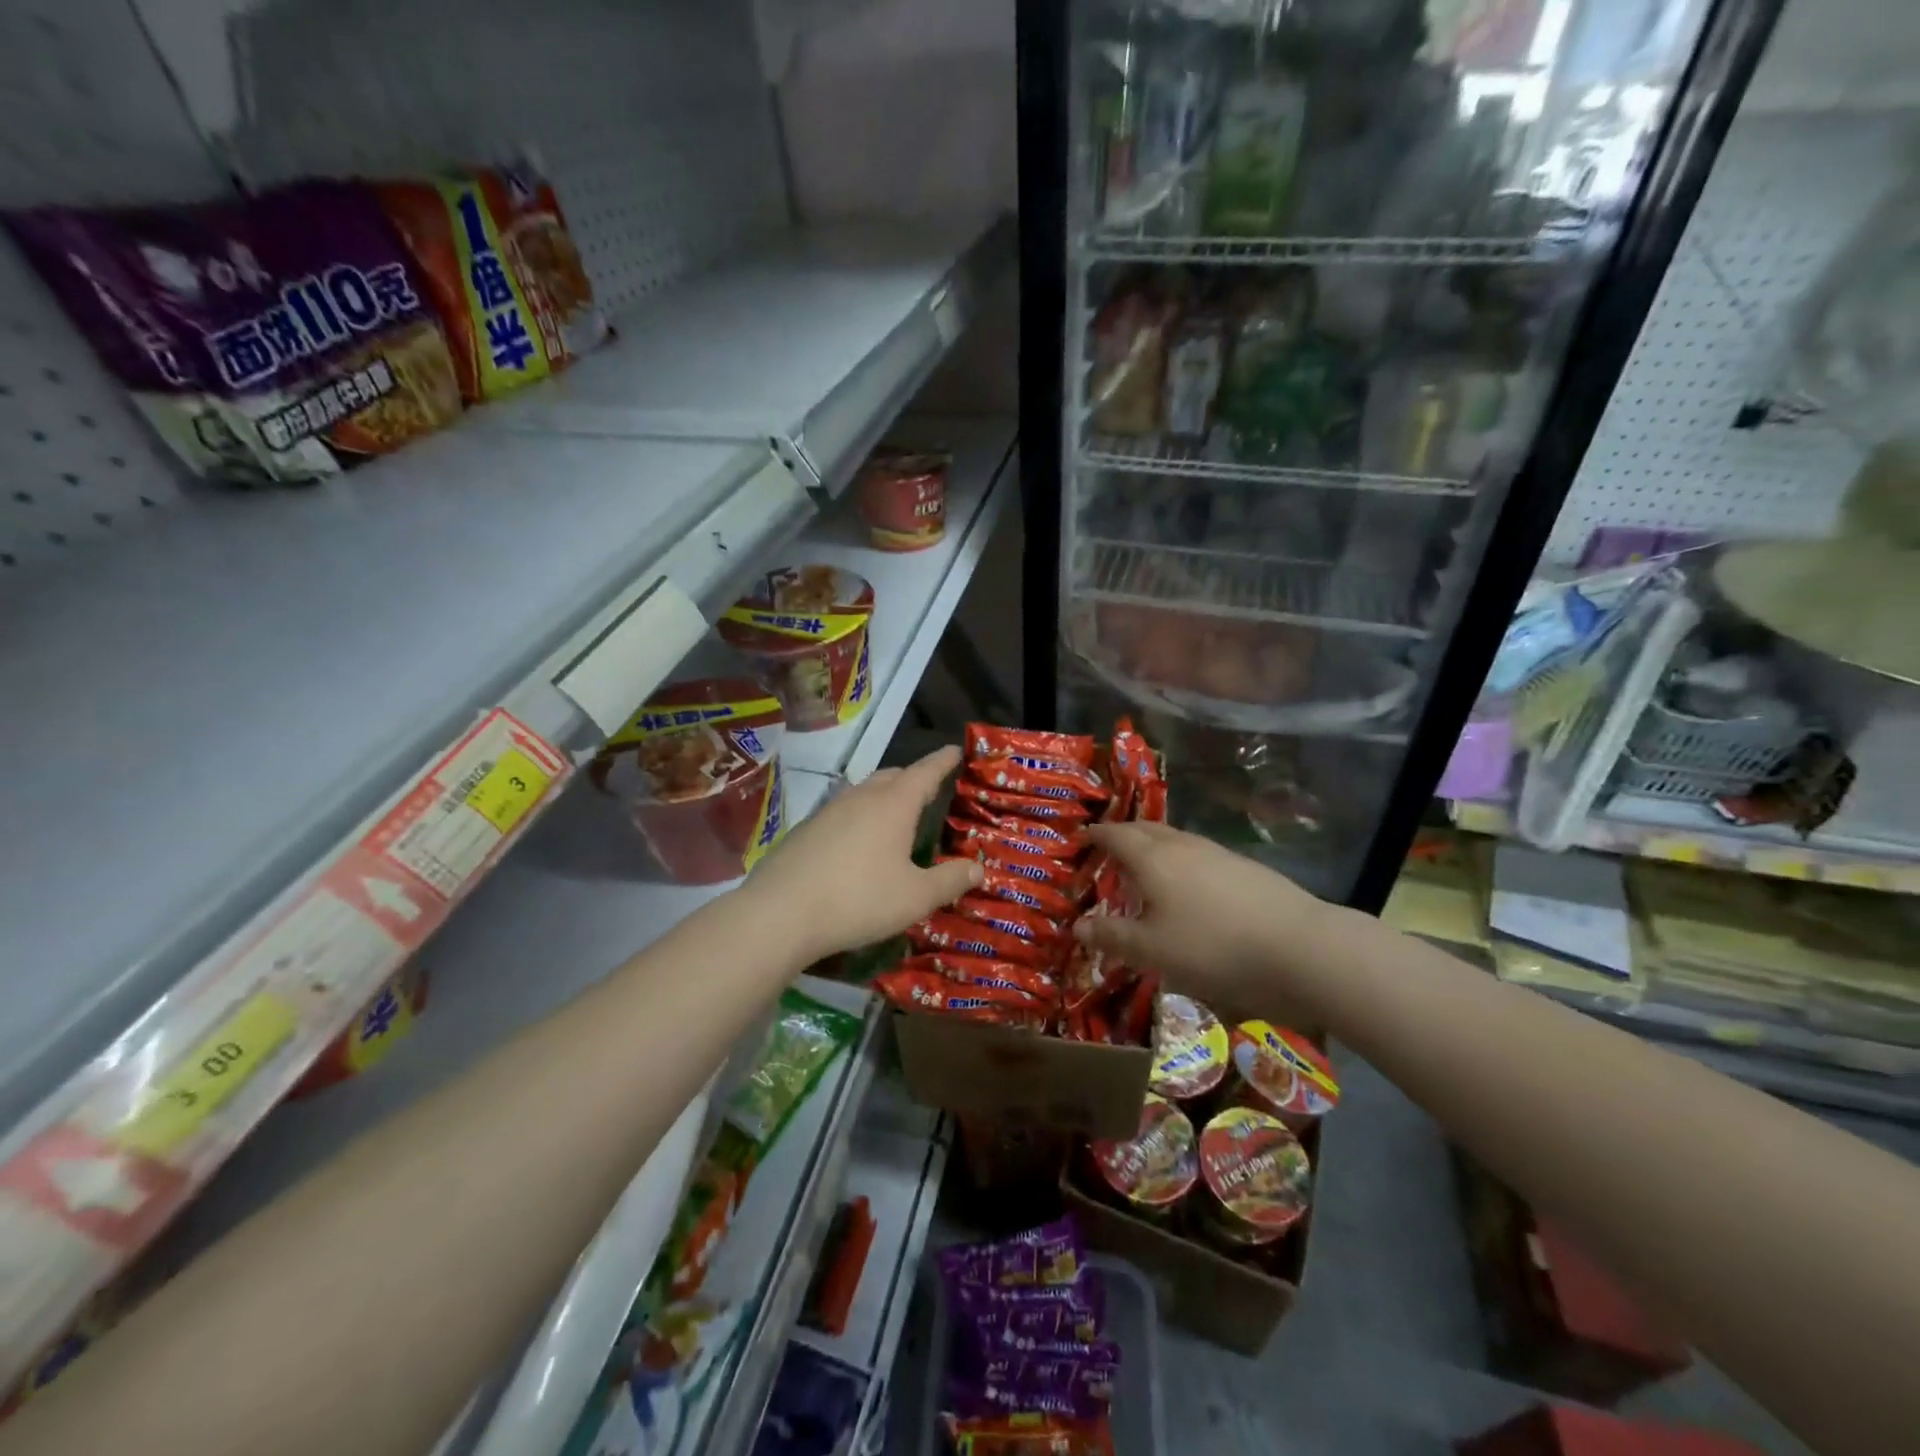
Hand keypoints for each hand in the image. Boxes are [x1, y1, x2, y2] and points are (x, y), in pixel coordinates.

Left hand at [741, 746, 982, 964]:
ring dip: (883, 797)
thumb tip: (978, 868)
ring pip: (864, 792)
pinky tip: (856, 843)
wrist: (780, 913)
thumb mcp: (916, 897)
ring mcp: (828, 811)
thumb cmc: (859, 899)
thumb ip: (950, 880)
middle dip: (913, 778)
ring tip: (894, 815)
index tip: (954, 750)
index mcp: (894, 804)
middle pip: (892, 776)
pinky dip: (859, 818)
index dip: (943, 761)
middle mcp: (861, 797)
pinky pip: (842, 812)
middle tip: (928, 789)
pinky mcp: (805, 830)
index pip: (925, 772)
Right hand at [1074, 821, 1330, 1021]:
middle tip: (1109, 848)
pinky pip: (1200, 856)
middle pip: (1147, 830)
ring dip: (1155, 848)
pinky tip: (1190, 888)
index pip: (1116, 835)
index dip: (1097, 835)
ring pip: (1177, 841)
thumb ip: (1113, 936)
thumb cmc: (1213, 947)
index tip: (1082, 836)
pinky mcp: (1246, 870)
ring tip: (1146, 868)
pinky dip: (1181, 863)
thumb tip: (1077, 926)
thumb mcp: (1153, 951)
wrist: (1301, 948)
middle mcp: (1184, 846)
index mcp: (1153, 858)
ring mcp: (1219, 854)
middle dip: (1125, 835)